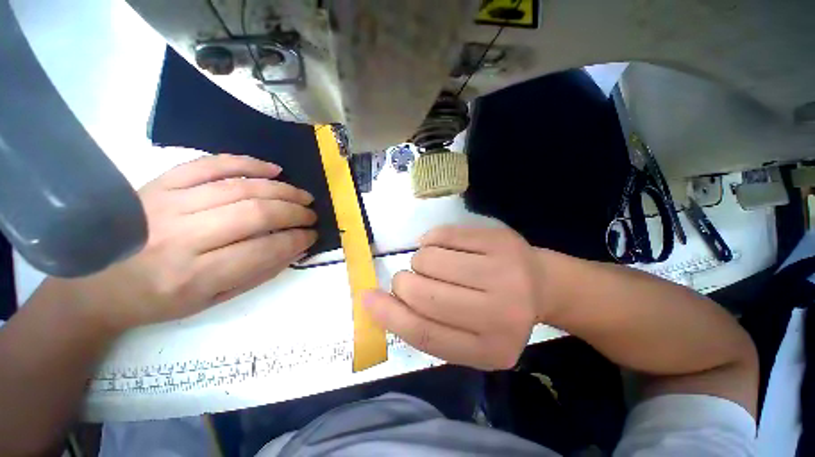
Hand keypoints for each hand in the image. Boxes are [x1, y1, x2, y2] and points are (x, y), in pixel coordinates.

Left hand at [50, 154, 316, 332]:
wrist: (95, 283)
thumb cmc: (157, 300)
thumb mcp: (211, 300)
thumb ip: (258, 273)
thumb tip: (295, 248)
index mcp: (193, 276)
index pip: (263, 249)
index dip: (296, 239)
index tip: (312, 235)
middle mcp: (181, 237)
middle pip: (255, 213)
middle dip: (294, 212)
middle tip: (312, 213)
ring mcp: (168, 204)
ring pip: (240, 187)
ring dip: (282, 190)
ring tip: (303, 195)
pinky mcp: (161, 183)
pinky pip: (211, 164)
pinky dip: (247, 163)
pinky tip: (273, 169)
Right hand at [363, 226, 542, 370]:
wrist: (542, 285)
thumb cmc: (497, 314)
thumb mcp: (466, 335)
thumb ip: (427, 326)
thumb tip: (378, 302)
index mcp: (489, 349)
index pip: (426, 335)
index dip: (390, 315)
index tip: (368, 298)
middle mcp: (500, 314)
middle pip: (425, 294)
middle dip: (404, 282)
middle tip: (408, 278)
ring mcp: (503, 272)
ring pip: (430, 260)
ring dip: (420, 261)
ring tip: (434, 264)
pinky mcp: (499, 240)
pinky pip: (444, 234)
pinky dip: (432, 240)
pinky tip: (441, 246)